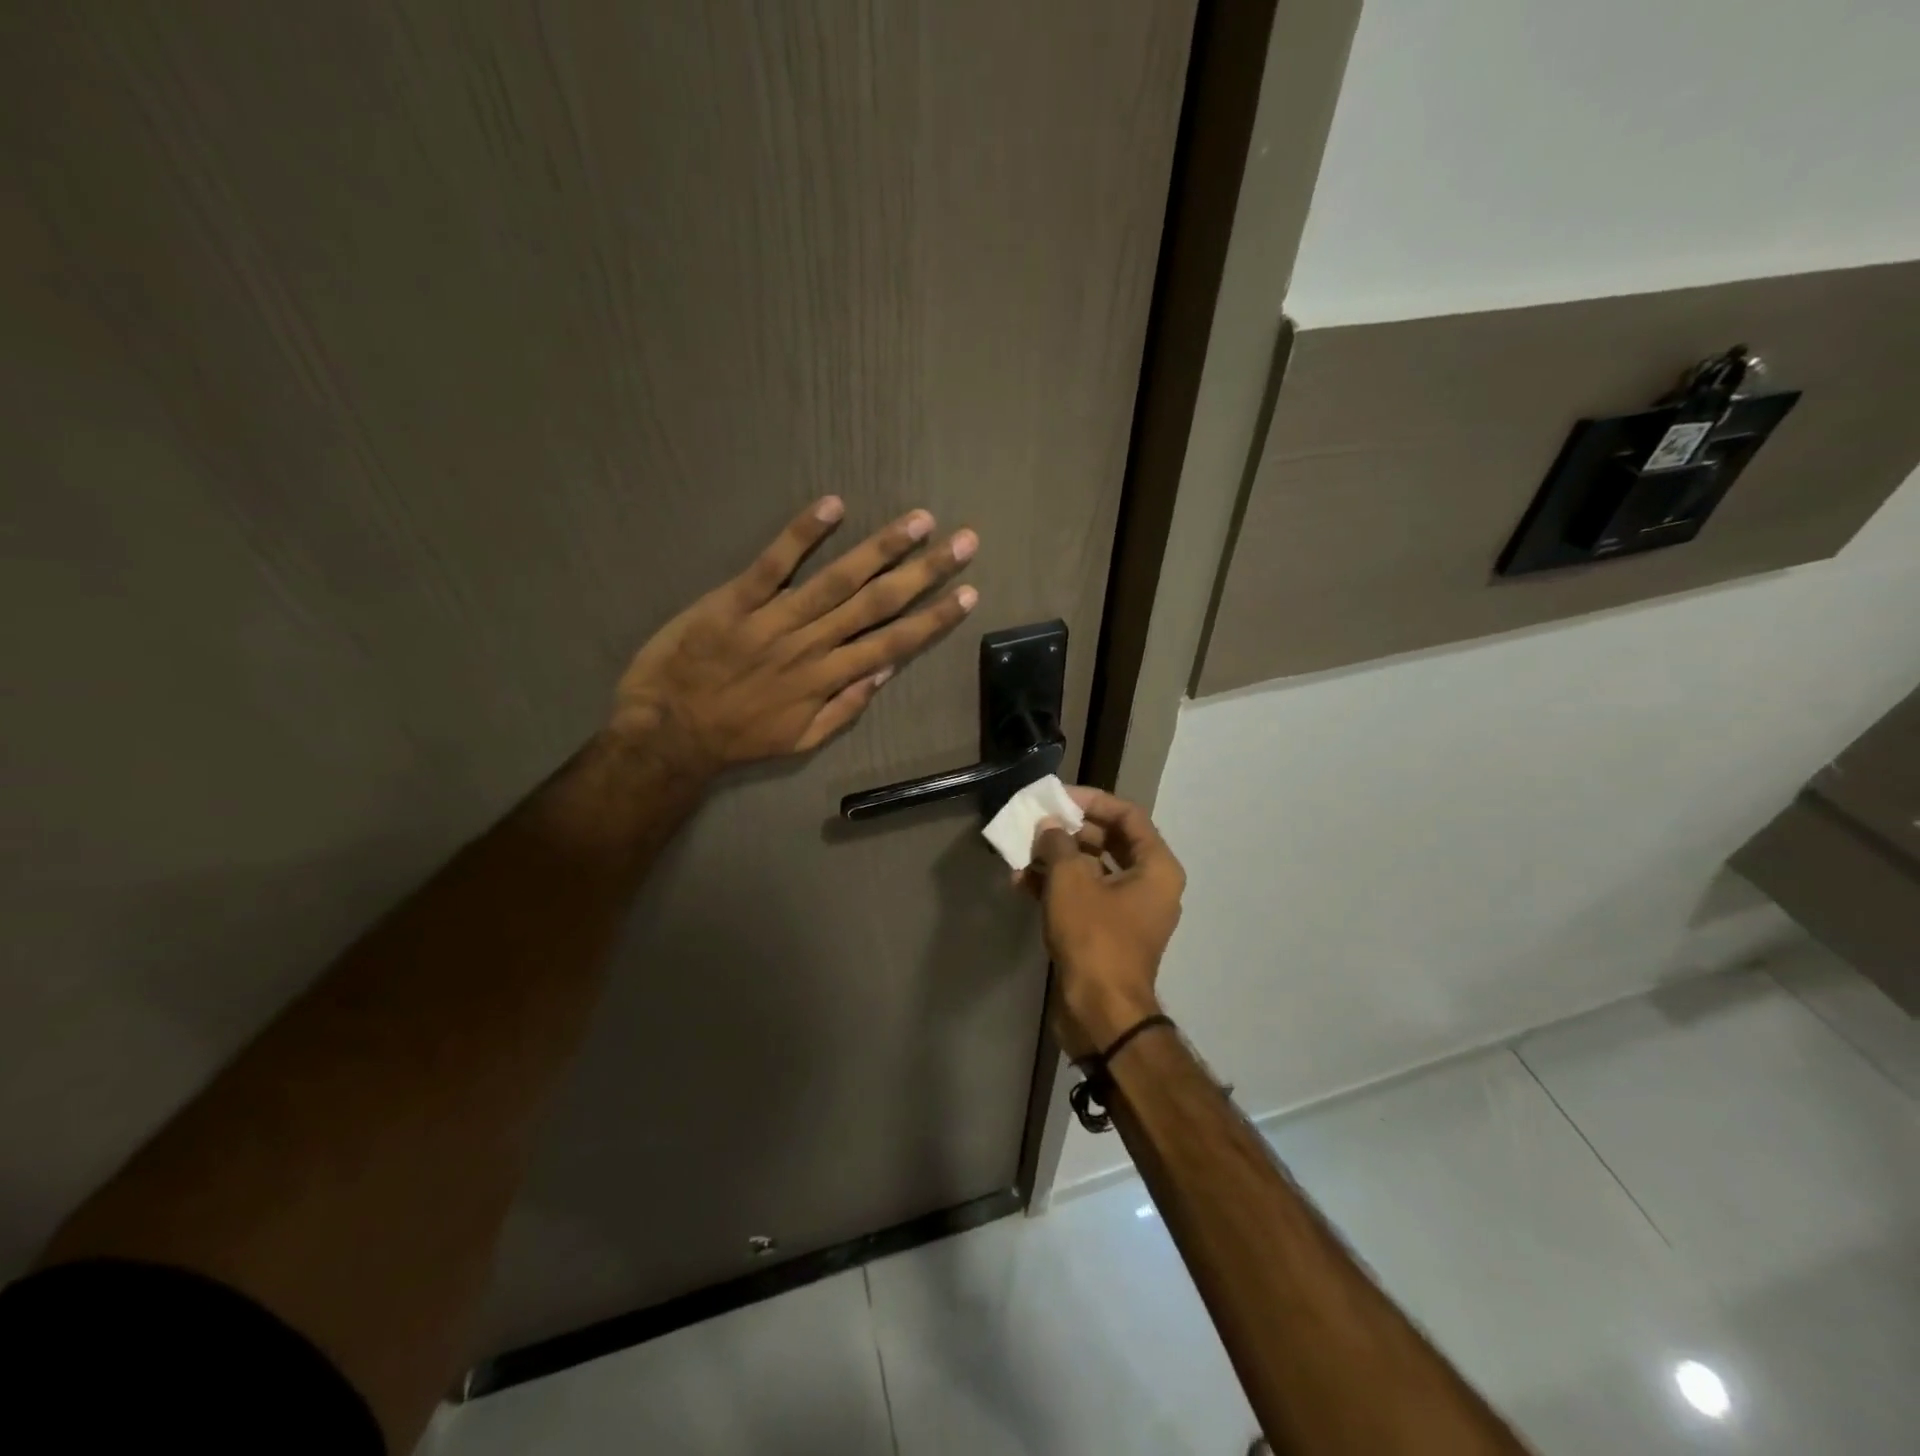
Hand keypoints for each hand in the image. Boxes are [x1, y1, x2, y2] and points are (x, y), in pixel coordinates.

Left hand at [611, 497, 977, 775]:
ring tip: (918, 521)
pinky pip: (772, 564)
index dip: (933, 618)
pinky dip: (801, 534)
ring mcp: (774, 620)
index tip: (967, 594)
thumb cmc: (737, 738)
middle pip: (877, 604)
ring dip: (880, 548)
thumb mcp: (800, 740)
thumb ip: (845, 708)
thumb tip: (884, 670)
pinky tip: (833, 506)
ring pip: (837, 580)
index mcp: (828, 679)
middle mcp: (811, 645)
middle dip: (924, 572)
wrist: (668, 733)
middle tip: (963, 542)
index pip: (893, 643)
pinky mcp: (735, 601)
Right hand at [1025, 787, 1184, 1058]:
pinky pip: (1084, 897)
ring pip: (1092, 870)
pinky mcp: (1107, 933)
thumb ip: (1058, 844)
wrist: (1100, 1012)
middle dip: (1069, 831)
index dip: (1092, 801)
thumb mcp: (1071, 881)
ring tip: (1021, 853)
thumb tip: (1048, 828)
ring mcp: (1128, 911)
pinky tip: (1021, 882)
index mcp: (1156, 868)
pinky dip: (1056, 887)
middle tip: (1036, 824)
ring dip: (1056, 859)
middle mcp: (1149, 885)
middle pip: (1109, 841)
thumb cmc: (1094, 937)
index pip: (1128, 816)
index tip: (1058, 797)